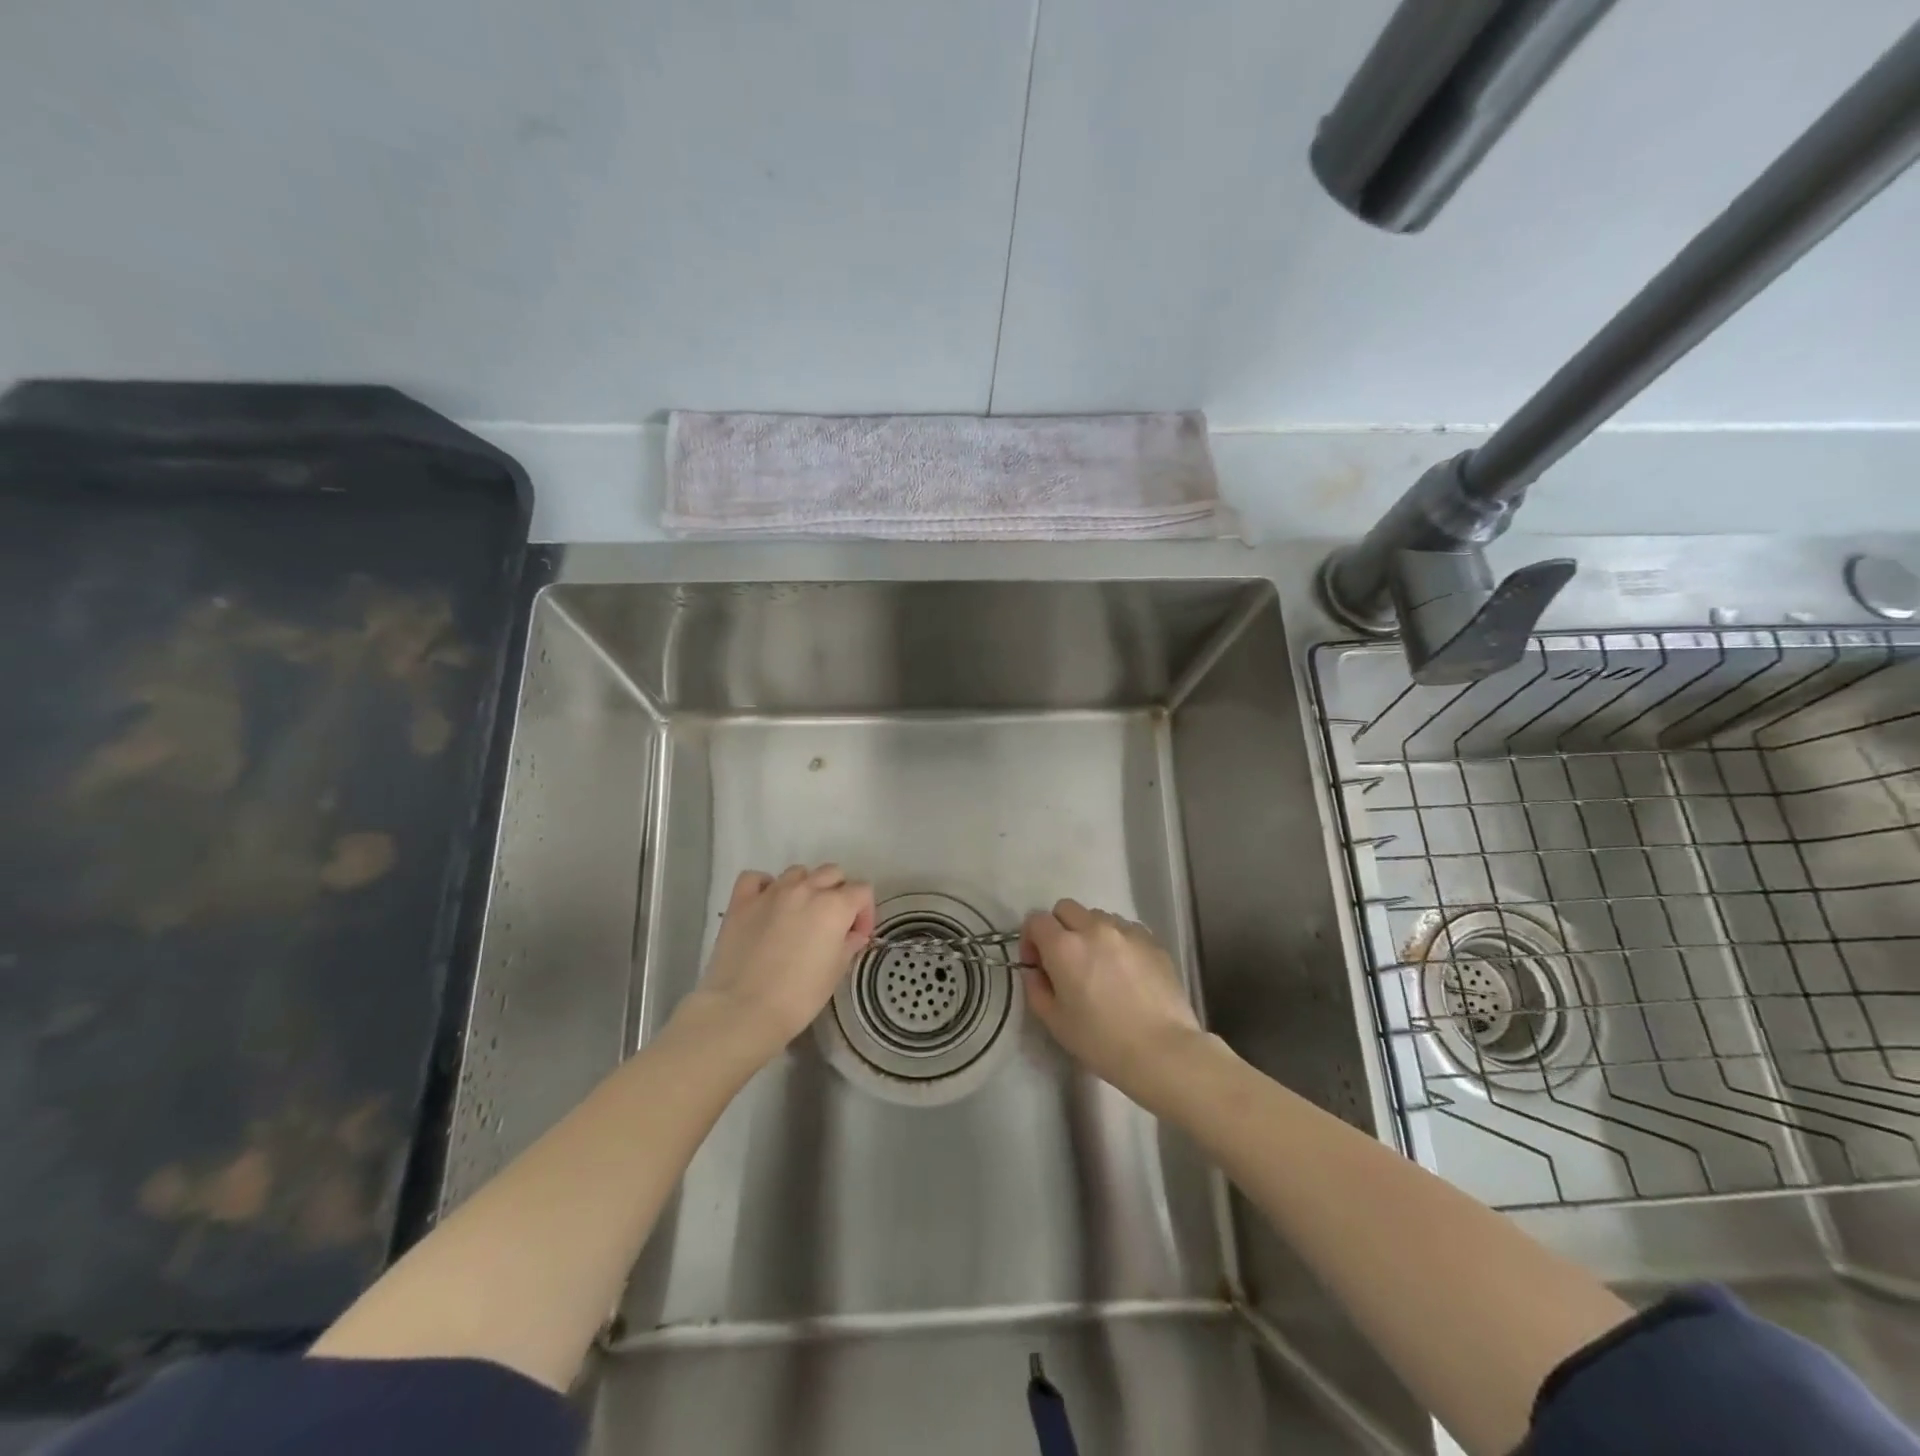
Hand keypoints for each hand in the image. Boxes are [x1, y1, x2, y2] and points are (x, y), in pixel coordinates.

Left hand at [681, 865, 874, 1060]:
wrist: (743, 1010)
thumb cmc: (799, 997)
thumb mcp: (836, 972)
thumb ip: (849, 944)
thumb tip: (852, 934)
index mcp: (834, 906)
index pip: (862, 890)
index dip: (864, 912)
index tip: (857, 936)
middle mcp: (806, 889)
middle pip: (832, 873)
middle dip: (838, 893)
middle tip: (831, 924)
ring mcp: (771, 892)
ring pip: (798, 872)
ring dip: (805, 887)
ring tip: (799, 915)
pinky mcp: (741, 901)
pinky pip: (756, 878)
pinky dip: (765, 886)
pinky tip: (766, 905)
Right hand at [1021, 899, 1204, 1106]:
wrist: (1163, 1051)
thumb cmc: (1102, 1041)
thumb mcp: (1055, 1022)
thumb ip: (1035, 988)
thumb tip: (1035, 970)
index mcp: (1064, 946)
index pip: (1036, 920)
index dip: (1030, 939)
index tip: (1038, 965)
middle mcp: (1094, 928)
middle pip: (1066, 908)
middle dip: (1059, 928)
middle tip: (1066, 961)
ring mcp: (1126, 931)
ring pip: (1097, 917)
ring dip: (1090, 933)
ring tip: (1100, 966)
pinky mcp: (1152, 940)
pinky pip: (1125, 929)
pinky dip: (1117, 942)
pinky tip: (1126, 972)